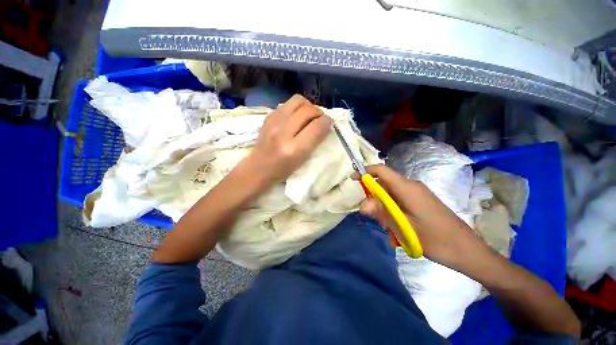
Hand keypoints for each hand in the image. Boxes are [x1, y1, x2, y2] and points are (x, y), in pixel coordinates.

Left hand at [243, 94, 331, 189]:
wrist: (259, 167)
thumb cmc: (283, 169)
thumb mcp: (303, 160)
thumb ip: (315, 141)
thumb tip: (325, 124)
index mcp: (294, 148)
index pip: (316, 126)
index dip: (327, 121)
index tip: (329, 123)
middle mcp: (283, 132)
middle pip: (308, 110)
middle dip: (319, 112)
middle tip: (320, 119)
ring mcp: (273, 122)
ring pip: (298, 101)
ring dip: (308, 106)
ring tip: (309, 115)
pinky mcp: (268, 116)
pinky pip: (287, 103)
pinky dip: (296, 107)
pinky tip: (296, 117)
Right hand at [354, 164, 490, 269]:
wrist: (468, 251)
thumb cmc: (437, 240)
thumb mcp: (404, 227)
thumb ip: (381, 213)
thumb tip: (362, 205)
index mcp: (407, 188)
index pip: (381, 171)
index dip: (365, 172)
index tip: (353, 180)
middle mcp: (411, 187)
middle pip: (384, 185)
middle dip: (374, 199)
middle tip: (374, 218)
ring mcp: (417, 194)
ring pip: (390, 196)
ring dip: (384, 210)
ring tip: (389, 230)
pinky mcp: (420, 202)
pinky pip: (399, 202)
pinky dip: (393, 213)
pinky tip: (398, 231)